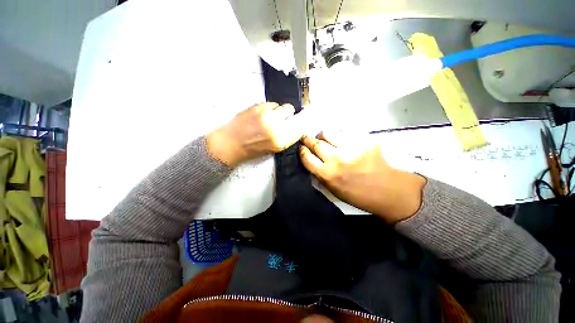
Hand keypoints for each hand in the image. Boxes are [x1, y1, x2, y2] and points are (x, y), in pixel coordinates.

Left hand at [207, 102, 307, 166]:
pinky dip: (269, 108)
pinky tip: (262, 115)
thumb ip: (286, 138)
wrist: (231, 143)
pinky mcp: (258, 108)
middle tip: (283, 117)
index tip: (301, 120)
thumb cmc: (252, 148)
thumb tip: (296, 126)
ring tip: (269, 117)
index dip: (301, 123)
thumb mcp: (273, 149)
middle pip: (292, 113)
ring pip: (283, 107)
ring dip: (279, 111)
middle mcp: (276, 129)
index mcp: (281, 142)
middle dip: (290, 114)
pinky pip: (272, 104)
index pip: (300, 128)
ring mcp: (267, 117)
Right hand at [299, 132, 425, 223]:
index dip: (302, 150)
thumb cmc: (357, 194)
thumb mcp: (332, 189)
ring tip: (325, 137)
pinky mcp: (363, 141)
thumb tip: (311, 160)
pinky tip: (342, 140)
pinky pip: (345, 132)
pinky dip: (340, 135)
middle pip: (316, 143)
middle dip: (308, 139)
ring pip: (328, 133)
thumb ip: (320, 174)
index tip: (301, 147)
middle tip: (307, 138)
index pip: (307, 157)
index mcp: (327, 174)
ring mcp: (350, 148)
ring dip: (323, 135)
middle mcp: (336, 159)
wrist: (387, 190)